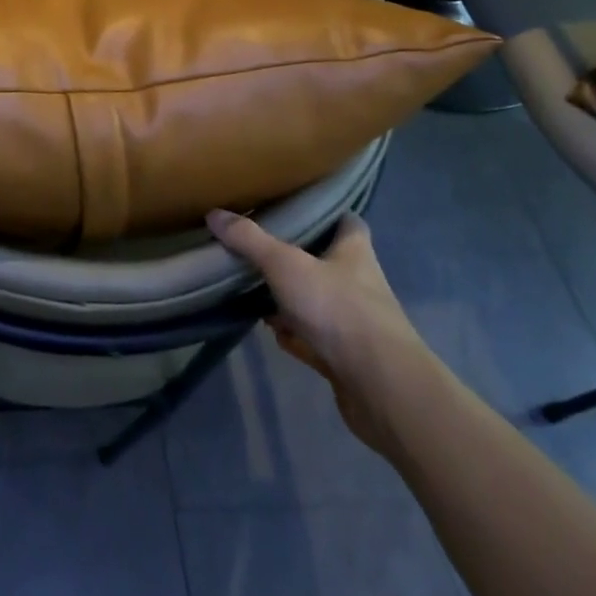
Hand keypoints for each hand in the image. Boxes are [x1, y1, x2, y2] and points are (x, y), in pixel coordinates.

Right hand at [206, 211, 434, 454]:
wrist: (381, 388)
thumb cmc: (339, 310)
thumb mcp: (286, 265)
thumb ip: (249, 240)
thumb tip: (214, 213)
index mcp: (354, 252)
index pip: (348, 222)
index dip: (327, 213)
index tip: (296, 208)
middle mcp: (360, 283)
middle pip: (327, 261)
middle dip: (296, 258)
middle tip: (259, 250)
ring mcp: (355, 322)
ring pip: (318, 301)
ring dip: (291, 300)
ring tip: (256, 291)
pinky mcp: (347, 357)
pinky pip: (314, 337)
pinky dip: (295, 335)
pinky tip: (274, 333)